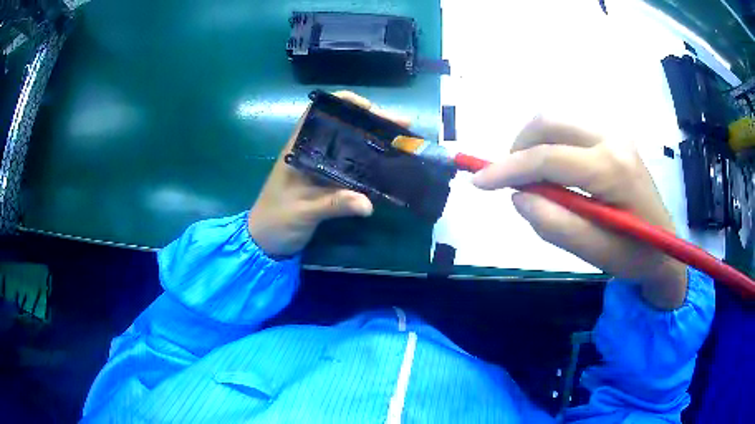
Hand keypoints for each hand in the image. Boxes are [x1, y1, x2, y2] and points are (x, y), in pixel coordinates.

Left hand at [248, 91, 409, 256]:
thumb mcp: (304, 211)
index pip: (318, 113)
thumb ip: (333, 204)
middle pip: (341, 126)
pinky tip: (388, 164)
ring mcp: (320, 167)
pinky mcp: (327, 182)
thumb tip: (368, 204)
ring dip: (373, 140)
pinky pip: (351, 166)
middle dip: (370, 121)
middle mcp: (311, 152)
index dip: (343, 103)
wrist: (265, 241)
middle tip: (399, 125)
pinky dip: (369, 162)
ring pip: (349, 144)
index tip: (369, 108)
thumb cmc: (276, 220)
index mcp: (299, 149)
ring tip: (400, 140)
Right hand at [472, 116, 686, 309]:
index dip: (507, 168)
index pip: (548, 157)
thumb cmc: (634, 255)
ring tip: (529, 176)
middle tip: (508, 178)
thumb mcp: (595, 253)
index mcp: (612, 168)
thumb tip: (519, 196)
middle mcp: (612, 138)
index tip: (478, 182)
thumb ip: (556, 225)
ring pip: (557, 119)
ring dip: (533, 143)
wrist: (665, 247)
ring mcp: (614, 133)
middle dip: (518, 146)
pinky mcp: (613, 137)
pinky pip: (570, 128)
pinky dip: (549, 142)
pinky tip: (552, 169)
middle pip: (549, 122)